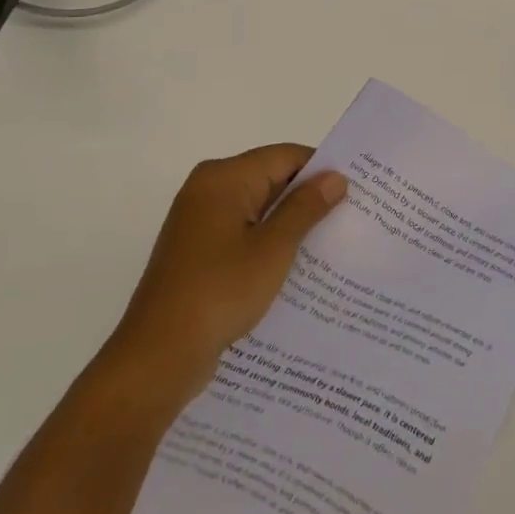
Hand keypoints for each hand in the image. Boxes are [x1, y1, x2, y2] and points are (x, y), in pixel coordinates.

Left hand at [104, 144, 347, 410]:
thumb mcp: (273, 249)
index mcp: (224, 178)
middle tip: (351, 216)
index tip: (356, 189)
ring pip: (257, 209)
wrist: (158, 357)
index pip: (284, 156)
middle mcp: (208, 189)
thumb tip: (335, 177)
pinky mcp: (197, 251)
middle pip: (270, 179)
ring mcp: (199, 221)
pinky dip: (268, 243)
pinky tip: (296, 267)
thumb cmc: (219, 292)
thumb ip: (305, 208)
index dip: (321, 170)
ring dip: (289, 223)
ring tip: (332, 242)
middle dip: (307, 197)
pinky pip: (242, 233)